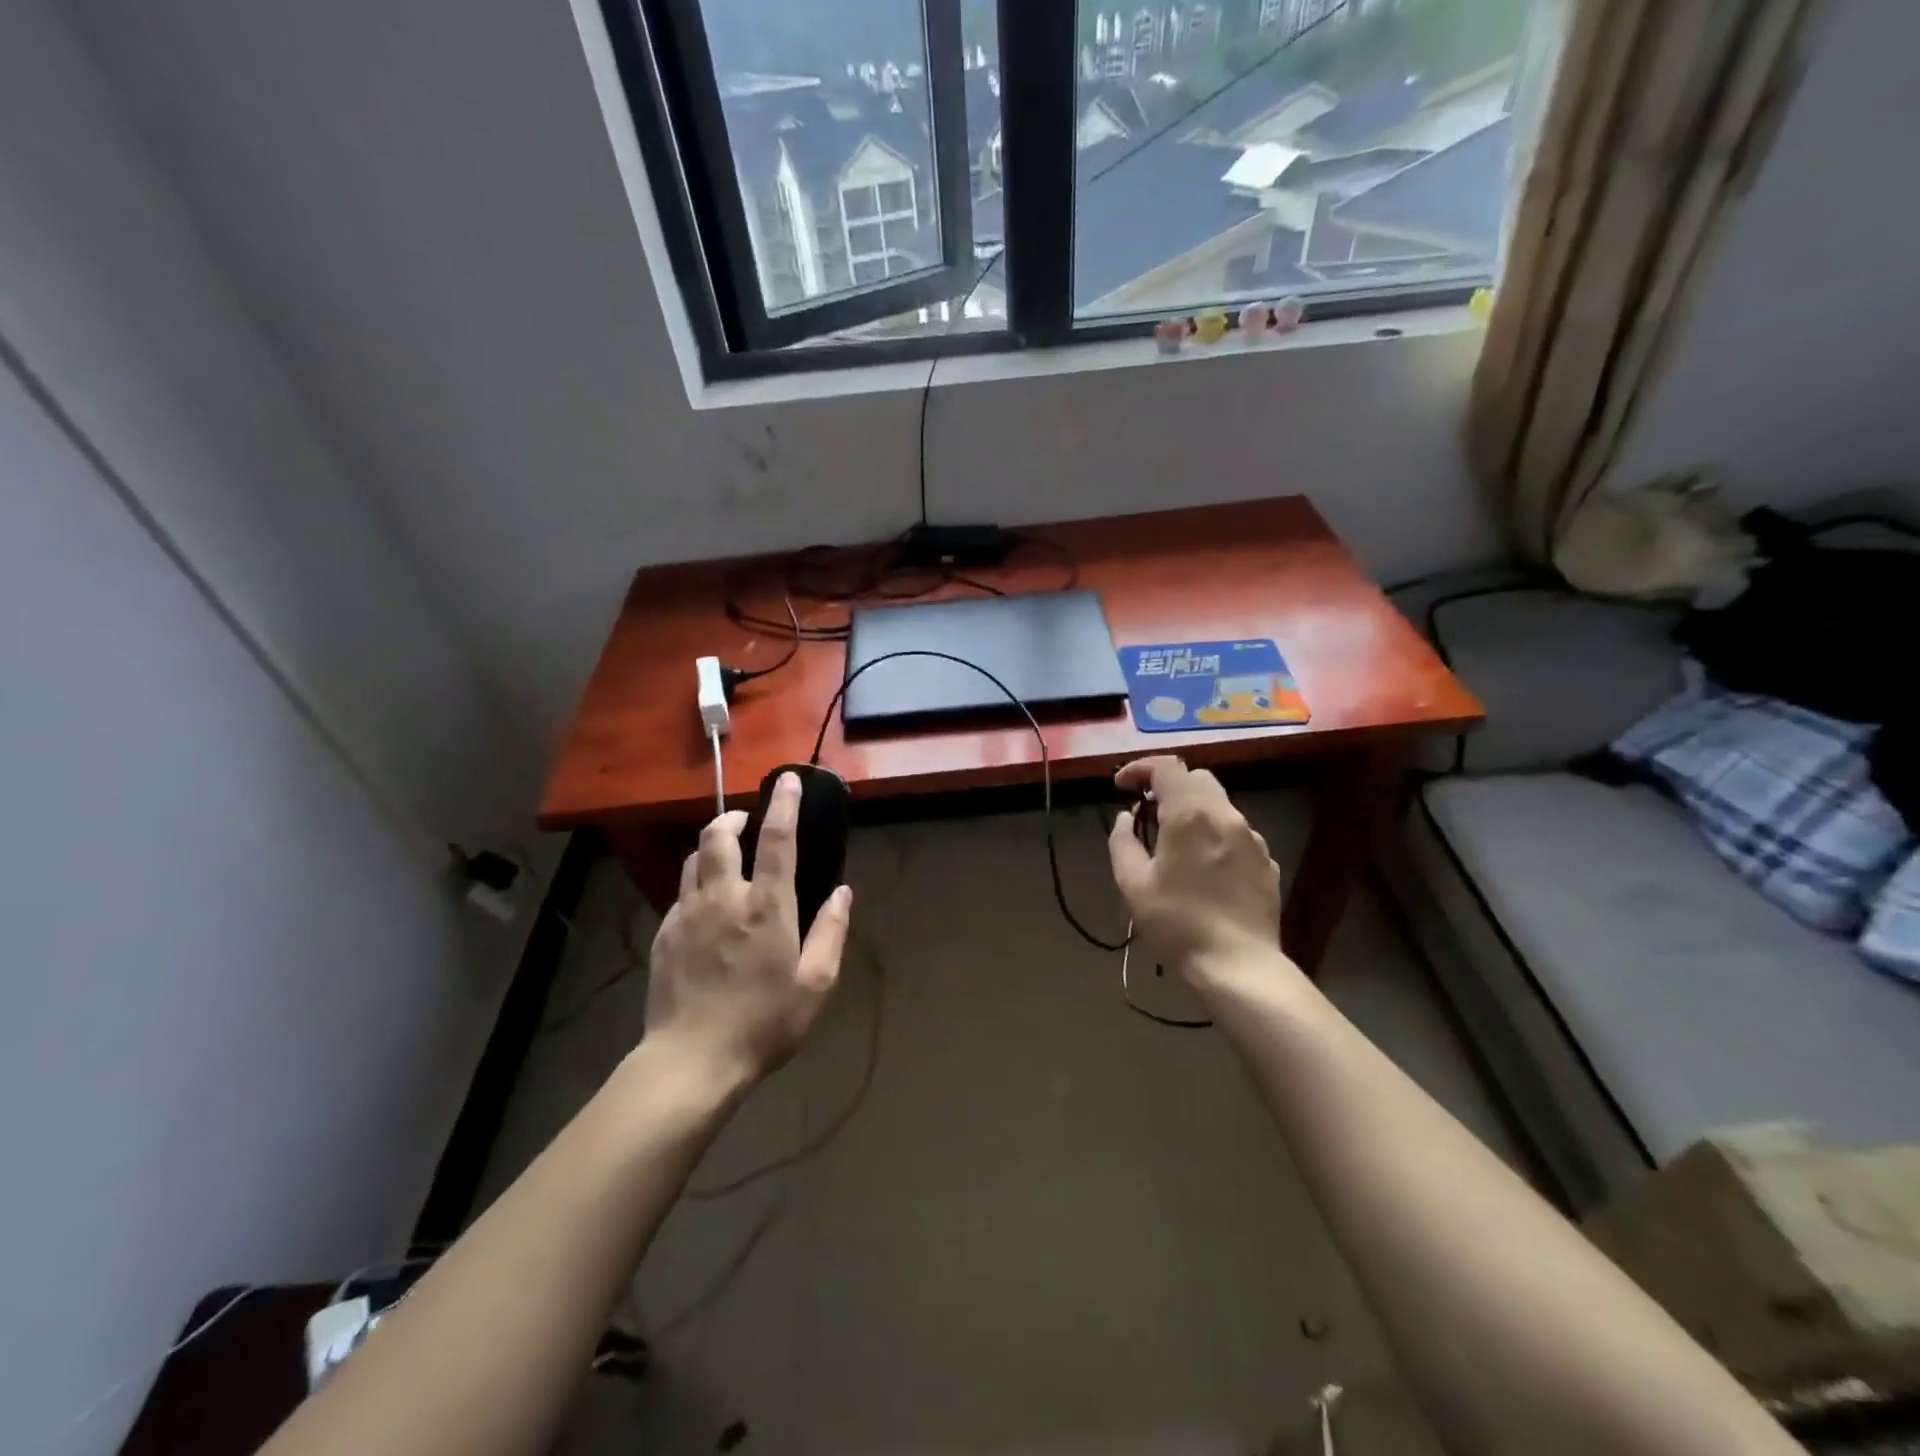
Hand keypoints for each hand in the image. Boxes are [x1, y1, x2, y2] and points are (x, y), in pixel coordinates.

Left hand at [644, 772, 852, 1088]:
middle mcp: (724, 898)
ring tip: (725, 856)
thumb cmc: (765, 1023)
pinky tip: (706, 907)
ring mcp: (688, 914)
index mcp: (766, 906)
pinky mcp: (664, 935)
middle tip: (746, 820)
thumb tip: (843, 893)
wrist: (692, 1061)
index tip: (787, 779)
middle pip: (719, 836)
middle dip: (733, 817)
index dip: (783, 804)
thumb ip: (831, 931)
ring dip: (712, 847)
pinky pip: (681, 894)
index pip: (777, 839)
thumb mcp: (816, 983)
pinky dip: (697, 884)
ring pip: (694, 860)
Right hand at [1108, 757, 1283, 983]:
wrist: (1238, 965)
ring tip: (1173, 840)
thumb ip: (1123, 841)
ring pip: (1219, 803)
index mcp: (1190, 815)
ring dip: (1192, 809)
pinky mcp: (1266, 861)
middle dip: (1168, 785)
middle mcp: (1225, 816)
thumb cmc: (1177, 923)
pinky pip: (1235, 832)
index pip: (1166, 767)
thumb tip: (1126, 818)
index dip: (1140, 769)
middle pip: (1196, 777)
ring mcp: (1252, 838)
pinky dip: (1213, 833)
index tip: (1122, 787)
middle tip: (1147, 810)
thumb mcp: (1133, 884)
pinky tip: (1203, 866)